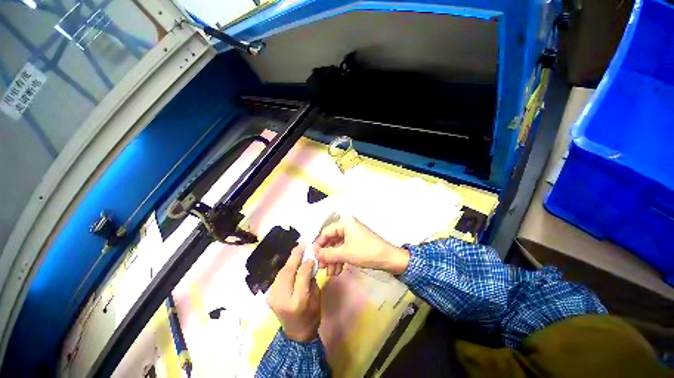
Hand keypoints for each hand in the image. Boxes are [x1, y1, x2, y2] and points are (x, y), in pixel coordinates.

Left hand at [267, 243, 320, 341]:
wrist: (296, 333)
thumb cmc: (311, 315)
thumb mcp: (316, 296)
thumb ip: (311, 278)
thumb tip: (308, 262)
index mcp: (298, 301)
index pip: (301, 275)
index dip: (306, 263)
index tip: (311, 254)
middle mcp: (282, 299)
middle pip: (287, 272)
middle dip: (295, 256)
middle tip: (302, 244)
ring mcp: (273, 297)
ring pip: (281, 272)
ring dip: (290, 260)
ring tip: (297, 249)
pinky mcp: (270, 296)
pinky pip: (279, 277)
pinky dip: (286, 267)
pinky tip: (291, 261)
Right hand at [313, 216, 409, 275]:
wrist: (389, 259)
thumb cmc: (366, 252)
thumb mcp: (345, 253)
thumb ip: (328, 254)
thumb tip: (315, 255)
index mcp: (345, 223)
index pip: (326, 232)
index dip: (319, 245)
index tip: (314, 257)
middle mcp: (347, 226)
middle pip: (331, 240)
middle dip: (327, 255)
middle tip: (322, 268)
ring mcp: (352, 235)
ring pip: (337, 247)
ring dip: (333, 260)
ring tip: (330, 273)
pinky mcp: (356, 243)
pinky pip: (344, 250)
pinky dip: (340, 260)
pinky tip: (337, 271)